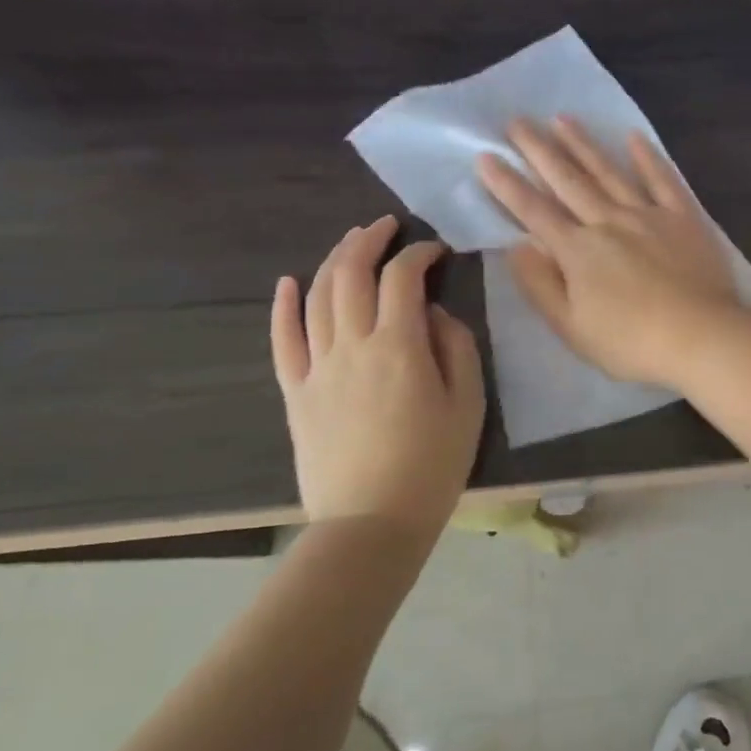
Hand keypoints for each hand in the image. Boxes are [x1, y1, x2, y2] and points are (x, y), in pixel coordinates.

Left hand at [270, 216, 485, 533]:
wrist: (370, 523)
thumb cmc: (431, 466)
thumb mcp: (467, 404)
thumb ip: (457, 348)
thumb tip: (435, 314)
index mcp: (399, 346)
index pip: (403, 278)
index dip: (419, 253)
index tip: (436, 250)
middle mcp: (352, 345)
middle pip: (351, 274)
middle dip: (369, 241)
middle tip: (386, 226)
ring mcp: (317, 367)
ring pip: (318, 297)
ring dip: (334, 261)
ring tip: (351, 242)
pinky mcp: (296, 392)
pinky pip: (283, 340)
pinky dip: (284, 306)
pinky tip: (289, 282)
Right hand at [476, 116, 742, 386]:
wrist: (701, 337)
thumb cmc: (631, 342)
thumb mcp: (571, 327)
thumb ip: (540, 285)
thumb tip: (516, 246)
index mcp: (578, 250)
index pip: (534, 211)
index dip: (507, 184)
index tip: (486, 156)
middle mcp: (608, 221)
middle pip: (567, 180)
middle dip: (539, 150)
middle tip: (517, 121)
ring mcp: (647, 214)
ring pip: (609, 172)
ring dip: (583, 144)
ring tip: (562, 118)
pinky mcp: (682, 217)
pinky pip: (662, 179)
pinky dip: (647, 157)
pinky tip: (633, 137)